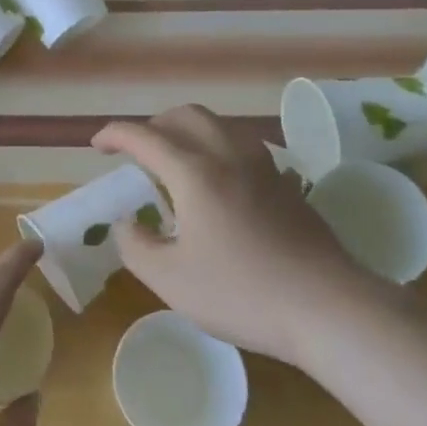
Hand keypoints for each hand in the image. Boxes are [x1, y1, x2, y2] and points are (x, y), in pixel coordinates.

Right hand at [94, 105, 404, 367]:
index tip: (97, 145)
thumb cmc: (241, 293)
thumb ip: (136, 246)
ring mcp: (264, 167)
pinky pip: (242, 147)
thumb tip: (128, 224)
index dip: (115, 135)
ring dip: (188, 133)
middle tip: (137, 152)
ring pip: (219, 126)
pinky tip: (218, 184)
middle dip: (154, 125)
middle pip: (186, 116)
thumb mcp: (169, 279)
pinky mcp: (287, 184)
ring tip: (175, 164)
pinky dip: (217, 149)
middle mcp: (229, 156)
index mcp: (194, 173)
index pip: (145, 137)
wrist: (329, 309)